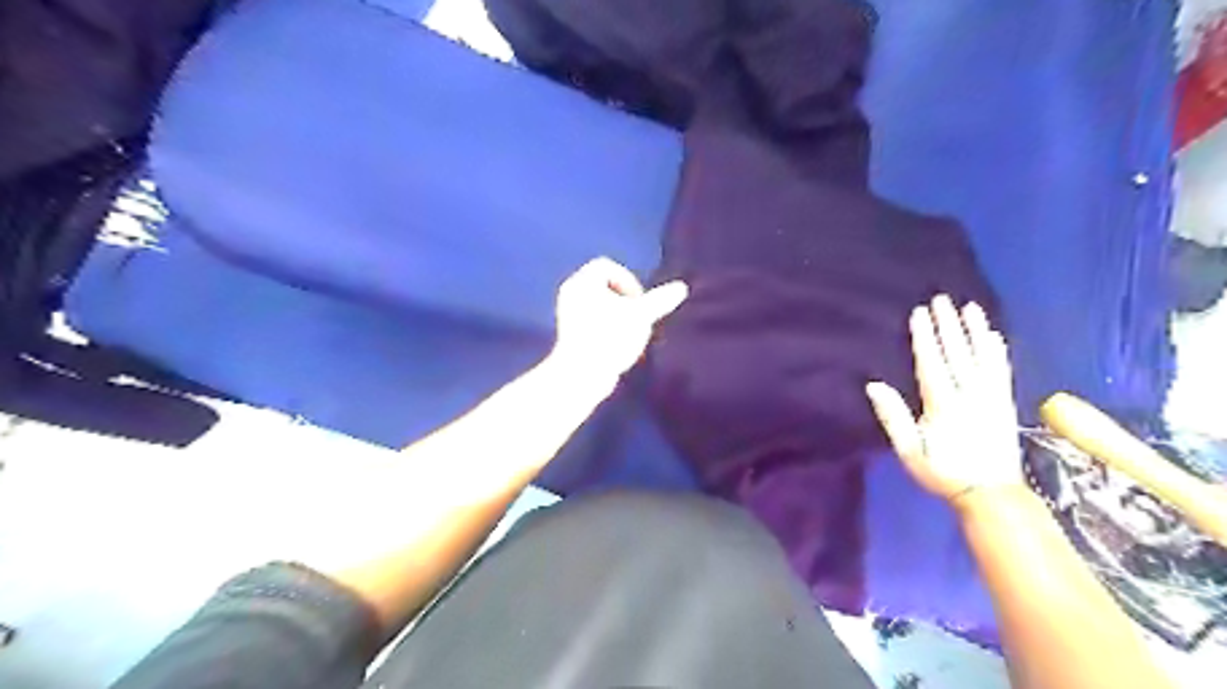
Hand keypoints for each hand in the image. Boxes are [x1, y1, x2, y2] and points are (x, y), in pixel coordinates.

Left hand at [548, 259, 685, 383]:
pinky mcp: (569, 334)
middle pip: (603, 286)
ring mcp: (567, 314)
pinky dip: (608, 329)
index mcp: (583, 281)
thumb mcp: (640, 316)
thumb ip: (660, 300)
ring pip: (599, 305)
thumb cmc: (610, 338)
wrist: (582, 375)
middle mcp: (571, 293)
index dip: (628, 280)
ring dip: (619, 316)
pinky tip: (618, 347)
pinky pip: (592, 321)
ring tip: (630, 334)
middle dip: (625, 300)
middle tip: (637, 317)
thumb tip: (681, 288)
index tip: (639, 302)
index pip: (606, 266)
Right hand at [861, 296, 1027, 506]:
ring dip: (976, 331)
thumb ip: (893, 417)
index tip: (920, 312)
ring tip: (971, 308)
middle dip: (949, 325)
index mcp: (943, 405)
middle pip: (958, 354)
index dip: (925, 337)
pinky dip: (998, 352)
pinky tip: (995, 337)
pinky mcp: (1006, 404)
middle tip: (943, 299)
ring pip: (983, 358)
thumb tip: (873, 385)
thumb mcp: (909, 451)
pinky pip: (1003, 372)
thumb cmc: (942, 473)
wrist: (991, 495)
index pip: (932, 363)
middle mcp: (970, 395)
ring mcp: (992, 398)